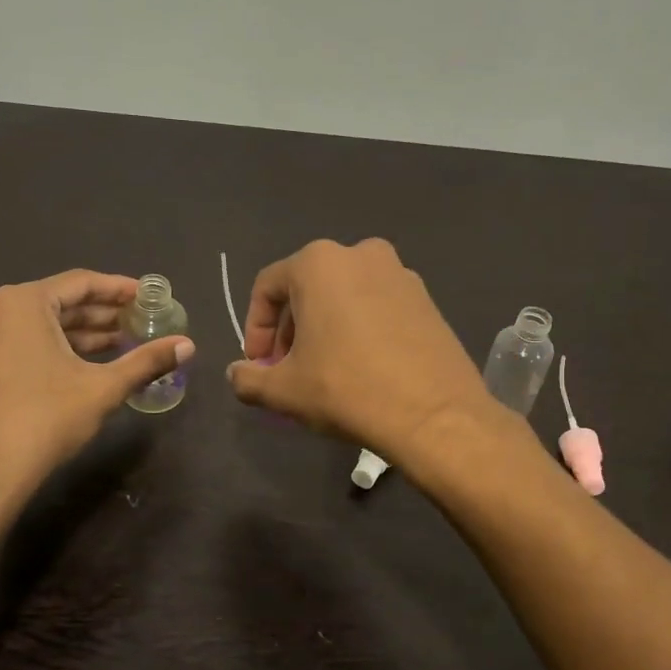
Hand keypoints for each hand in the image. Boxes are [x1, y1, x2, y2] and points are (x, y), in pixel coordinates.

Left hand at [0, 271, 193, 509]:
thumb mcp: (103, 387)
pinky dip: (56, 349)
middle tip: (139, 322)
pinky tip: (86, 365)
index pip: (80, 283)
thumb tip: (189, 345)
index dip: (119, 289)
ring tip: (121, 344)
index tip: (147, 297)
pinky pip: (23, 344)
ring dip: (81, 334)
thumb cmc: (47, 418)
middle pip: (59, 303)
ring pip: (41, 326)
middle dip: (101, 314)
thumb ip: (146, 361)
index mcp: (22, 303)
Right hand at [224, 239, 493, 462]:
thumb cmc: (346, 389)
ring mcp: (400, 274)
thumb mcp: (284, 390)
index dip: (254, 329)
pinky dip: (358, 330)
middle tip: (286, 371)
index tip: (258, 365)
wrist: (434, 415)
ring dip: (323, 330)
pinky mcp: (427, 299)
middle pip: (306, 290)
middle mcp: (360, 254)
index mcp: (319, 263)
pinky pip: (376, 307)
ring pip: (343, 298)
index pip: (267, 288)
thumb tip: (236, 375)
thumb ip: (247, 378)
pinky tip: (360, 369)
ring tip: (322, 372)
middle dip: (289, 330)